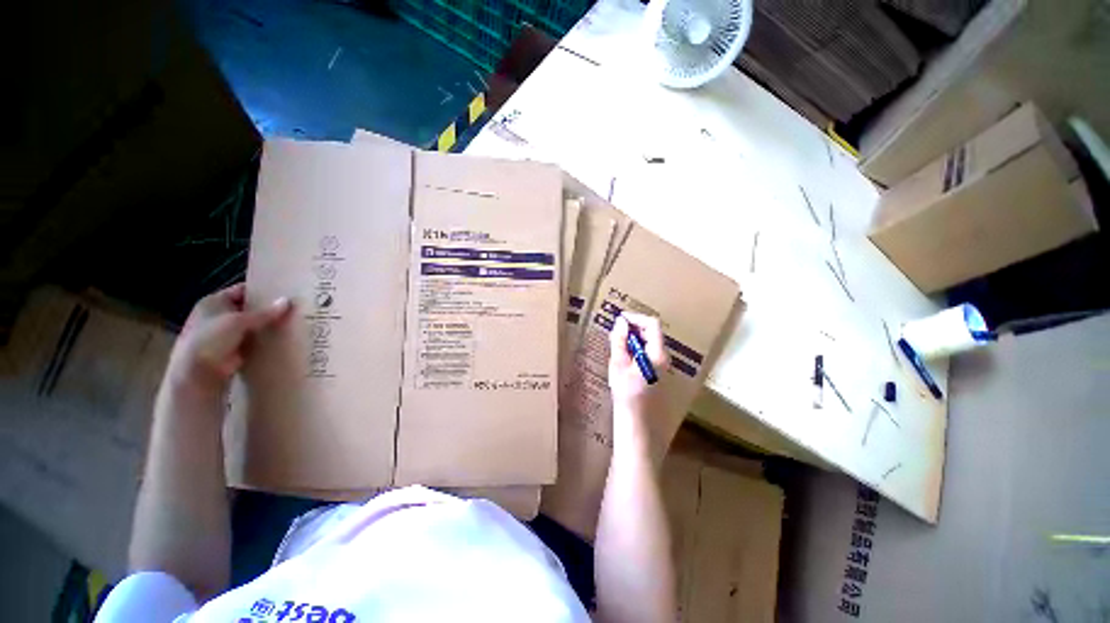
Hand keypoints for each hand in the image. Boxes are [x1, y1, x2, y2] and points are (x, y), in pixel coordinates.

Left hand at [167, 283, 291, 394]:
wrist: (197, 374)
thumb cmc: (210, 340)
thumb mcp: (238, 321)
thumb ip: (265, 312)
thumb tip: (288, 301)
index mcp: (214, 301)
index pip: (242, 290)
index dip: (262, 291)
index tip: (285, 293)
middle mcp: (219, 315)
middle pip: (250, 308)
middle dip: (269, 309)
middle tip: (295, 308)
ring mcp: (227, 333)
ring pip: (254, 325)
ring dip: (269, 326)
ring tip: (295, 322)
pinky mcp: (235, 349)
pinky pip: (255, 340)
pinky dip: (267, 340)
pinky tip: (285, 339)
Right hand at [608, 312, 668, 412]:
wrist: (637, 422)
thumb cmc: (626, 394)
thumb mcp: (618, 364)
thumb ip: (620, 341)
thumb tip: (621, 322)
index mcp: (657, 354)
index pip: (652, 324)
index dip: (636, 317)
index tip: (620, 318)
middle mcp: (664, 357)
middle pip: (652, 332)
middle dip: (634, 327)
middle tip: (616, 329)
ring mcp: (662, 365)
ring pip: (649, 342)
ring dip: (634, 337)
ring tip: (617, 341)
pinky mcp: (657, 372)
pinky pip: (648, 352)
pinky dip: (636, 348)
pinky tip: (623, 355)